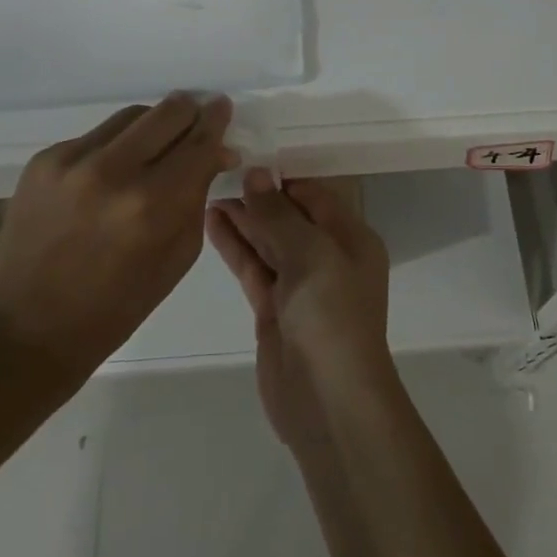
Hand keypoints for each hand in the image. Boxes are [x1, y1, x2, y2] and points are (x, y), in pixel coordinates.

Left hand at [0, 93, 236, 377]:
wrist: (29, 325)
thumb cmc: (118, 305)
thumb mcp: (178, 255)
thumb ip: (199, 196)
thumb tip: (217, 153)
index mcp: (152, 206)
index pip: (199, 142)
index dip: (216, 121)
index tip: (223, 107)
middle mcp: (112, 172)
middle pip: (167, 112)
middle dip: (189, 113)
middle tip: (197, 119)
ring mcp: (71, 161)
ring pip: (131, 116)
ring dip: (153, 126)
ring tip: (156, 147)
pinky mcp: (43, 160)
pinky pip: (96, 136)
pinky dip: (115, 147)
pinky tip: (112, 174)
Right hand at [207, 169, 395, 451]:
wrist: (329, 402)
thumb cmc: (331, 316)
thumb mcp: (310, 255)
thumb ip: (279, 214)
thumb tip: (257, 174)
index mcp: (351, 239)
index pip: (315, 195)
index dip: (283, 176)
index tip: (248, 154)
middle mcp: (328, 258)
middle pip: (289, 216)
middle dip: (258, 195)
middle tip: (217, 169)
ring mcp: (299, 286)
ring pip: (268, 241)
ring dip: (242, 218)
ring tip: (206, 189)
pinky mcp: (274, 310)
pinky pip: (253, 268)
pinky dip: (235, 246)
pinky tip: (212, 223)